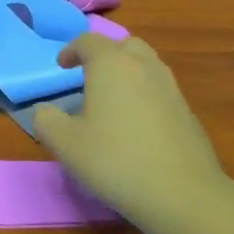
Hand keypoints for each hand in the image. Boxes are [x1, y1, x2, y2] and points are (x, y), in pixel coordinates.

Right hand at [31, 34, 227, 233]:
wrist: (181, 193)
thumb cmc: (115, 161)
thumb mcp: (65, 144)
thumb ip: (46, 120)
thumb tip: (46, 110)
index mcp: (112, 65)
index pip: (89, 41)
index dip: (71, 50)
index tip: (61, 66)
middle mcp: (144, 67)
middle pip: (124, 46)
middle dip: (104, 55)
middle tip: (88, 78)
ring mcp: (171, 88)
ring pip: (146, 66)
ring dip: (126, 74)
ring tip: (110, 101)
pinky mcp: (187, 112)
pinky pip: (159, 90)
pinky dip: (143, 95)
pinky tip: (134, 126)